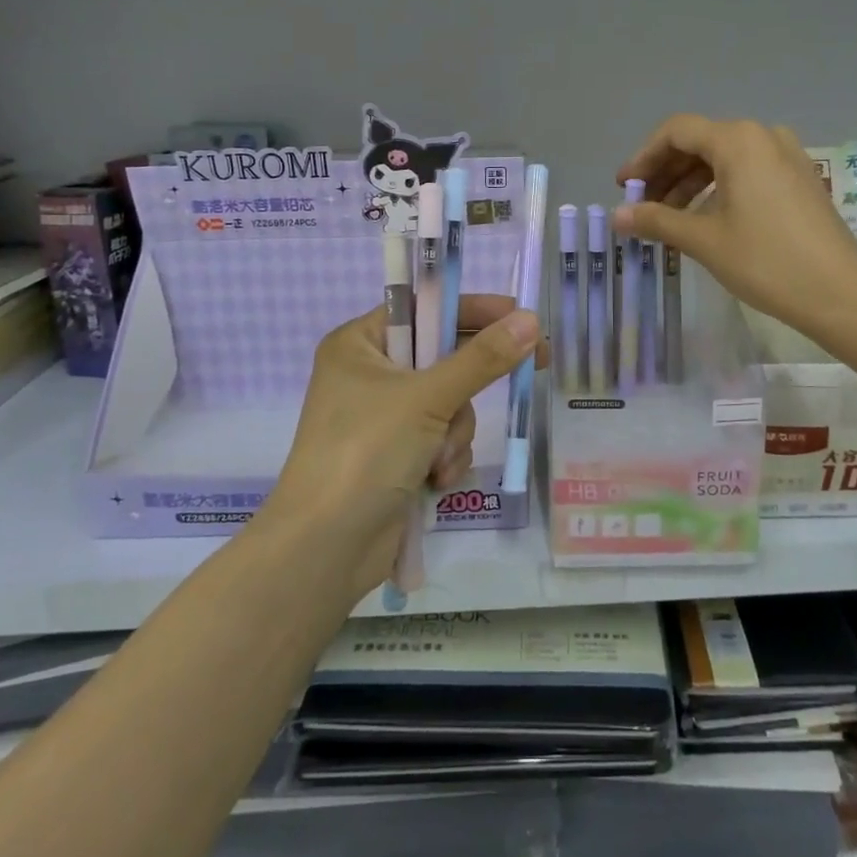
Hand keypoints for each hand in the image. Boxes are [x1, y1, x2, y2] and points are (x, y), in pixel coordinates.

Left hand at [257, 295, 543, 601]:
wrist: (326, 548)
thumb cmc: (366, 453)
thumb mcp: (427, 399)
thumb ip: (482, 359)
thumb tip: (531, 320)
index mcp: (360, 343)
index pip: (425, 308)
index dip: (474, 311)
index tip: (521, 317)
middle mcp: (370, 374)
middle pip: (444, 359)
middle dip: (465, 390)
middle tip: (530, 368)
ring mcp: (383, 418)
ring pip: (451, 404)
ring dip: (454, 433)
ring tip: (436, 460)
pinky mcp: (397, 454)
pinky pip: (443, 438)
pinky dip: (446, 458)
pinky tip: (433, 481)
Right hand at [614, 114, 856, 340]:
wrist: (839, 292)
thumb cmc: (765, 260)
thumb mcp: (703, 239)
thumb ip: (656, 220)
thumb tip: (618, 216)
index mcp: (738, 140)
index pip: (676, 132)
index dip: (644, 157)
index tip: (624, 187)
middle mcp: (763, 136)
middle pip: (700, 142)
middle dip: (665, 172)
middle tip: (641, 205)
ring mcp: (786, 156)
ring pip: (724, 158)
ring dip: (689, 183)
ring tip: (667, 218)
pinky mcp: (799, 179)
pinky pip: (747, 171)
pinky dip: (718, 189)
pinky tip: (704, 218)